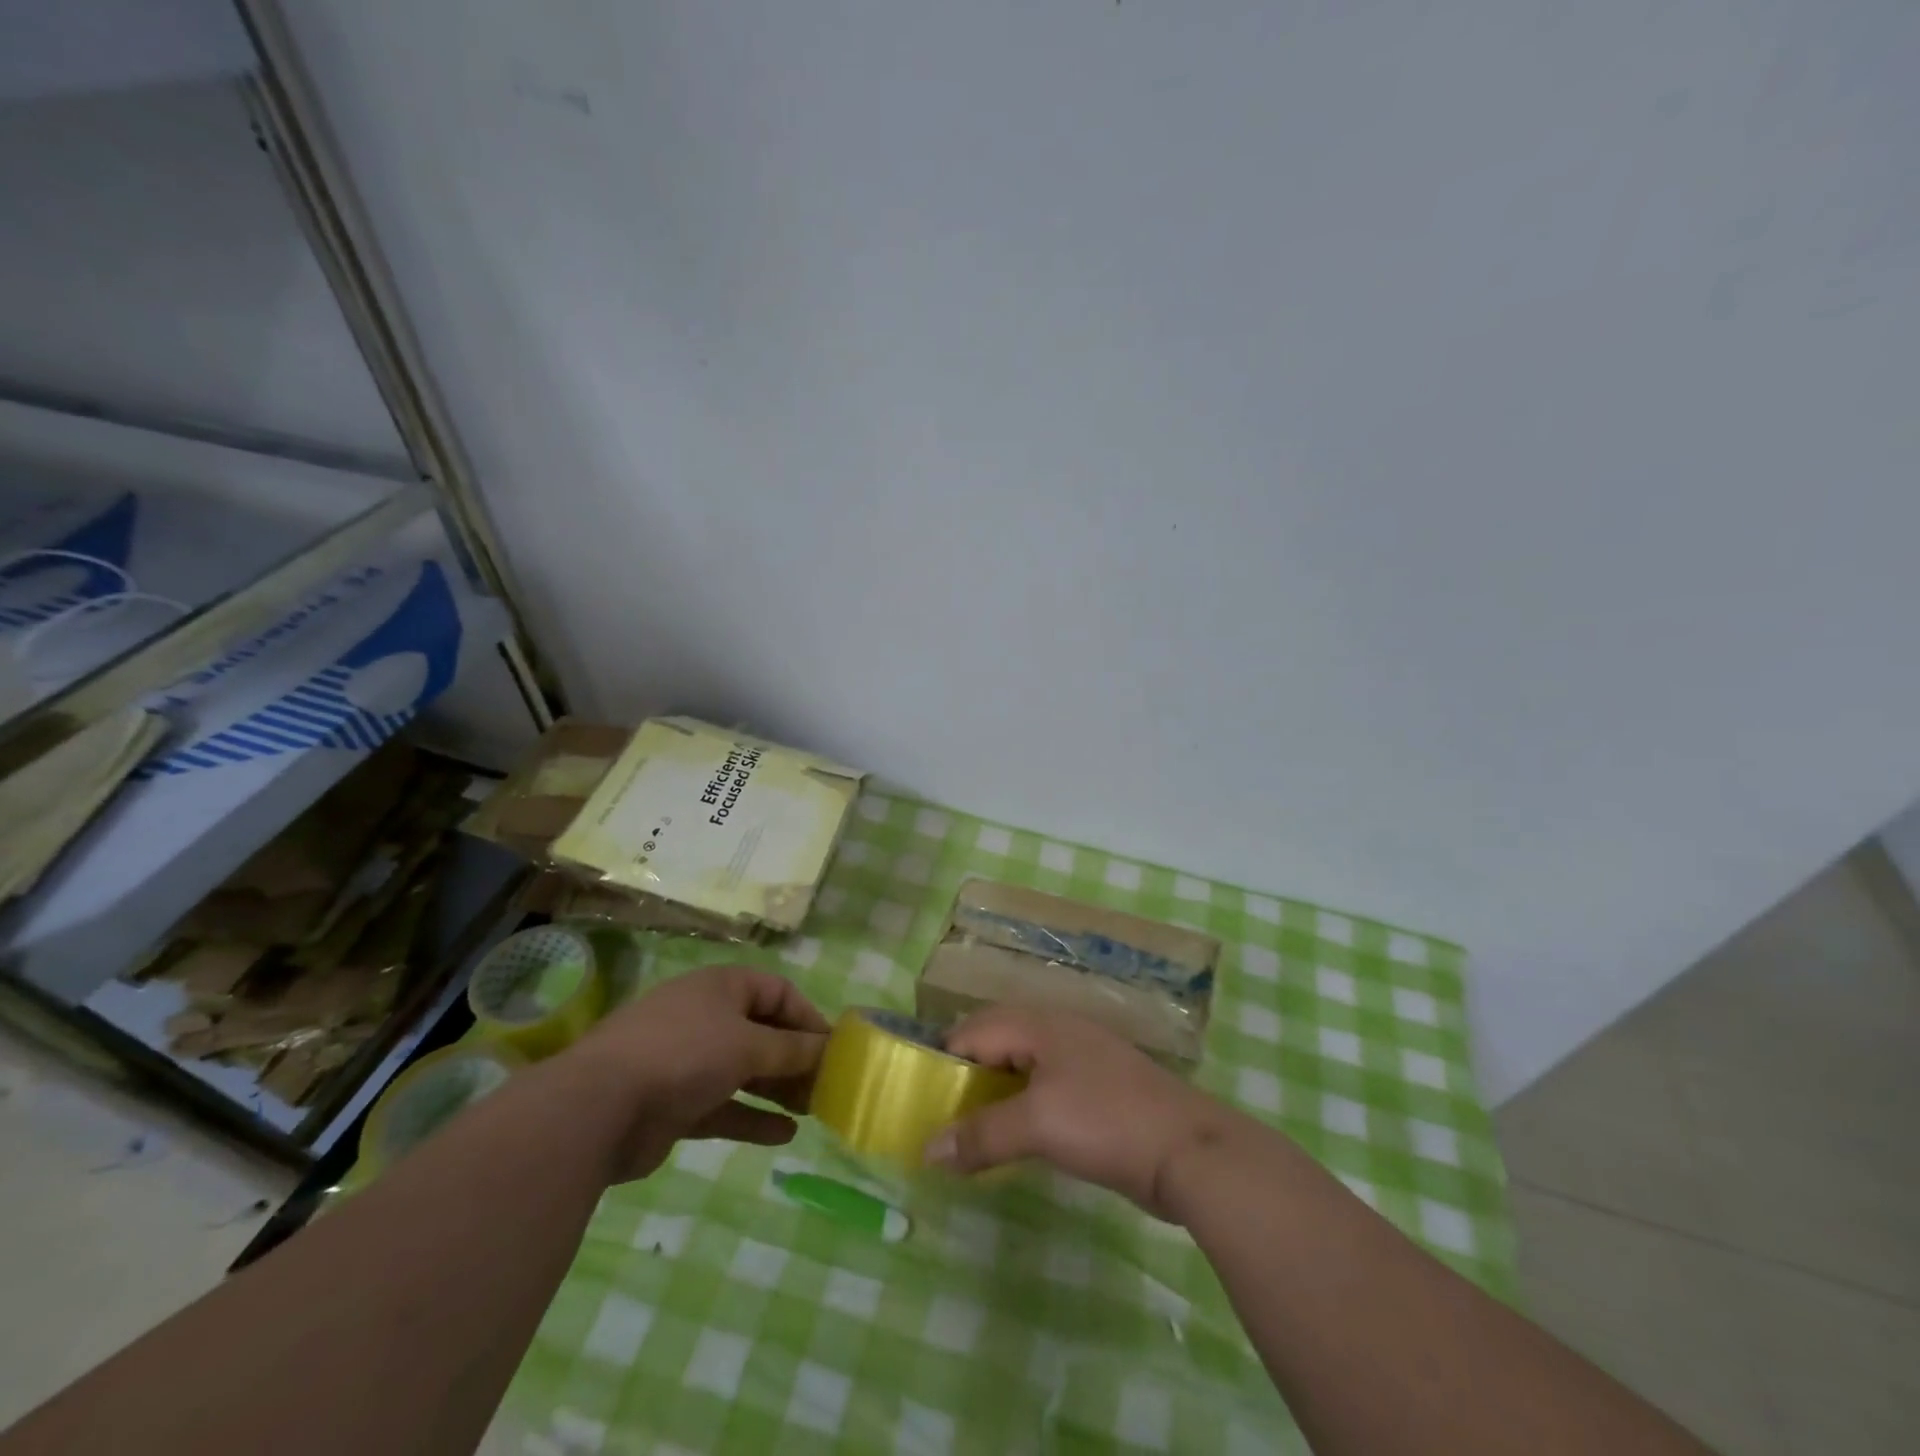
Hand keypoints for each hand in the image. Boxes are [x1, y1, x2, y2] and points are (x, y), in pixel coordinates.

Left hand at [569, 963, 829, 1180]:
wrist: (597, 1109)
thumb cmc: (683, 1055)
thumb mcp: (748, 1045)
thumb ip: (792, 1049)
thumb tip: (829, 1048)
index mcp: (721, 987)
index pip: (778, 992)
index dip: (808, 1017)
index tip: (834, 1049)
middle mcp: (705, 1017)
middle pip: (762, 1032)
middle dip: (795, 1058)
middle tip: (827, 1085)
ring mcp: (687, 1061)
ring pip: (745, 1071)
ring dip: (777, 1088)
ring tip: (812, 1109)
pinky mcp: (675, 1104)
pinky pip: (724, 1107)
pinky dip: (752, 1118)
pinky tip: (784, 1136)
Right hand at [924, 1008, 1236, 1217]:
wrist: (1189, 1150)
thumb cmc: (1107, 1122)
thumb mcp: (1037, 1125)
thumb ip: (979, 1135)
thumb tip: (925, 1150)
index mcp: (1039, 1024)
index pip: (973, 1030)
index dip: (943, 1061)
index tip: (919, 1100)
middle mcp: (1057, 1030)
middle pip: (995, 1040)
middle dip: (965, 1074)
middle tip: (940, 1115)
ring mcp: (1081, 1058)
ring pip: (1021, 1064)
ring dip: (993, 1092)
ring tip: (970, 1128)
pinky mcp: (1098, 1089)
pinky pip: (1044, 1087)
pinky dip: (1021, 1105)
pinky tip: (1017, 1135)